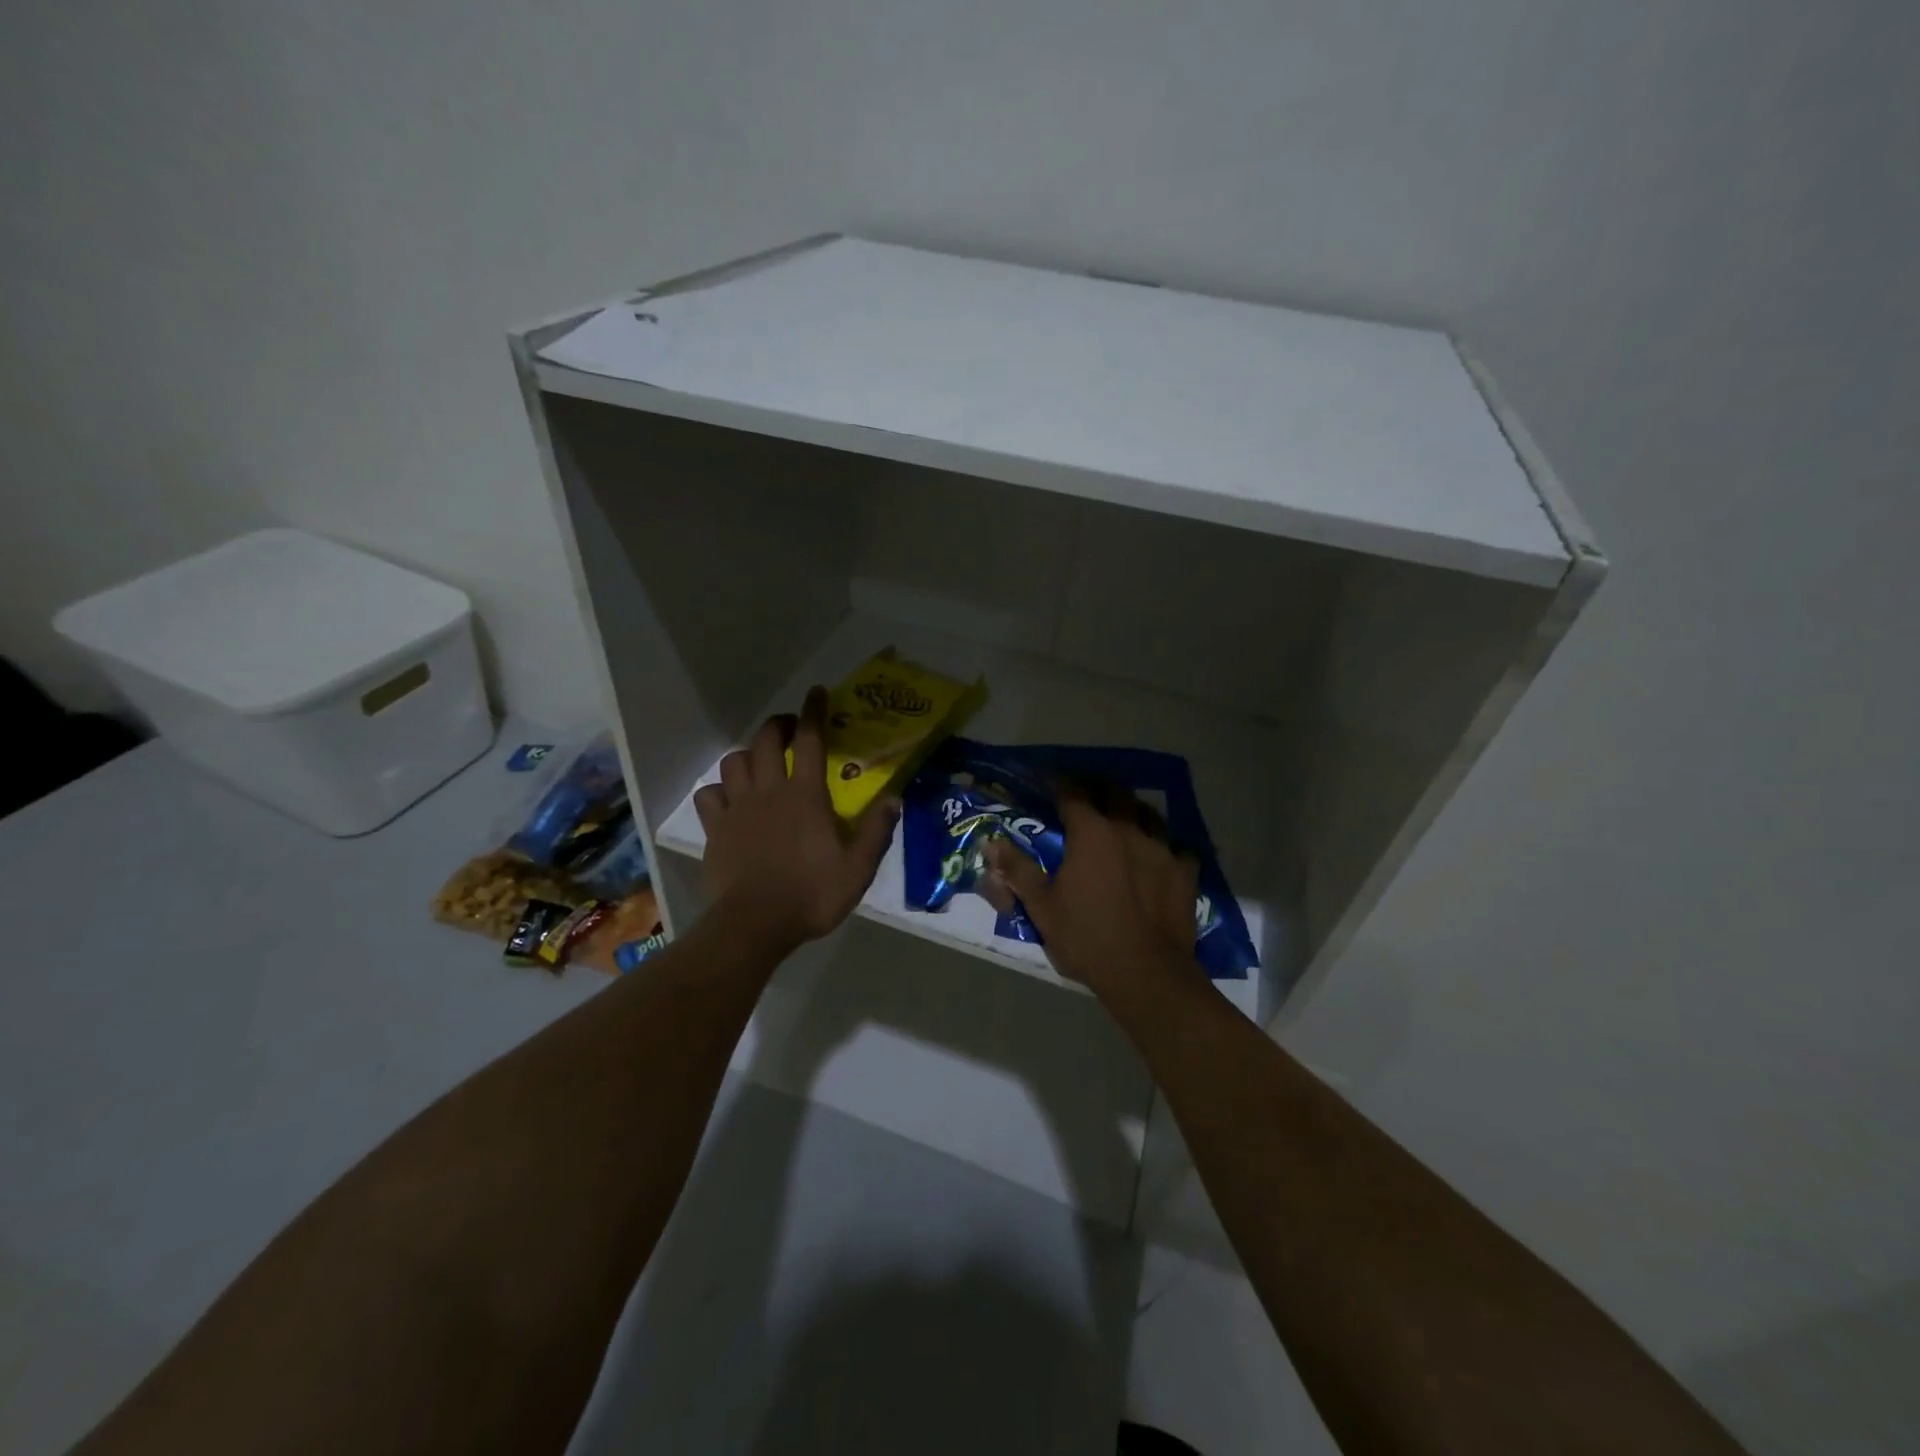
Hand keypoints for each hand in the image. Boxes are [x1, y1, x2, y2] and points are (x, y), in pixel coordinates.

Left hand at [693, 687, 898, 952]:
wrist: (755, 924)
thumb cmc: (811, 895)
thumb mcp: (857, 869)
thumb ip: (876, 831)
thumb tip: (893, 799)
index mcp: (805, 795)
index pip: (811, 740)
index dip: (814, 712)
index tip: (817, 693)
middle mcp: (769, 791)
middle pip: (766, 740)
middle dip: (779, 725)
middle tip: (791, 729)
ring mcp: (737, 808)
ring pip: (734, 761)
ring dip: (749, 755)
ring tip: (760, 763)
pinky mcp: (715, 828)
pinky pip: (710, 794)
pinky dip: (719, 789)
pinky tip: (729, 799)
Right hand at [982, 794, 1204, 1000]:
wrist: (1146, 973)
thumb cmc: (1087, 937)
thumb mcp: (1042, 907)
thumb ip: (1017, 870)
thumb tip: (991, 843)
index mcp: (1091, 833)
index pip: (1072, 792)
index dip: (1058, 781)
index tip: (1048, 779)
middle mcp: (1128, 829)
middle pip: (1115, 792)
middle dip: (1098, 787)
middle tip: (1087, 794)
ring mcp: (1162, 848)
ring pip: (1149, 813)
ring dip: (1133, 810)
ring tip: (1124, 816)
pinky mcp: (1185, 872)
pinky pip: (1177, 847)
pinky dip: (1166, 845)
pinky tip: (1161, 854)